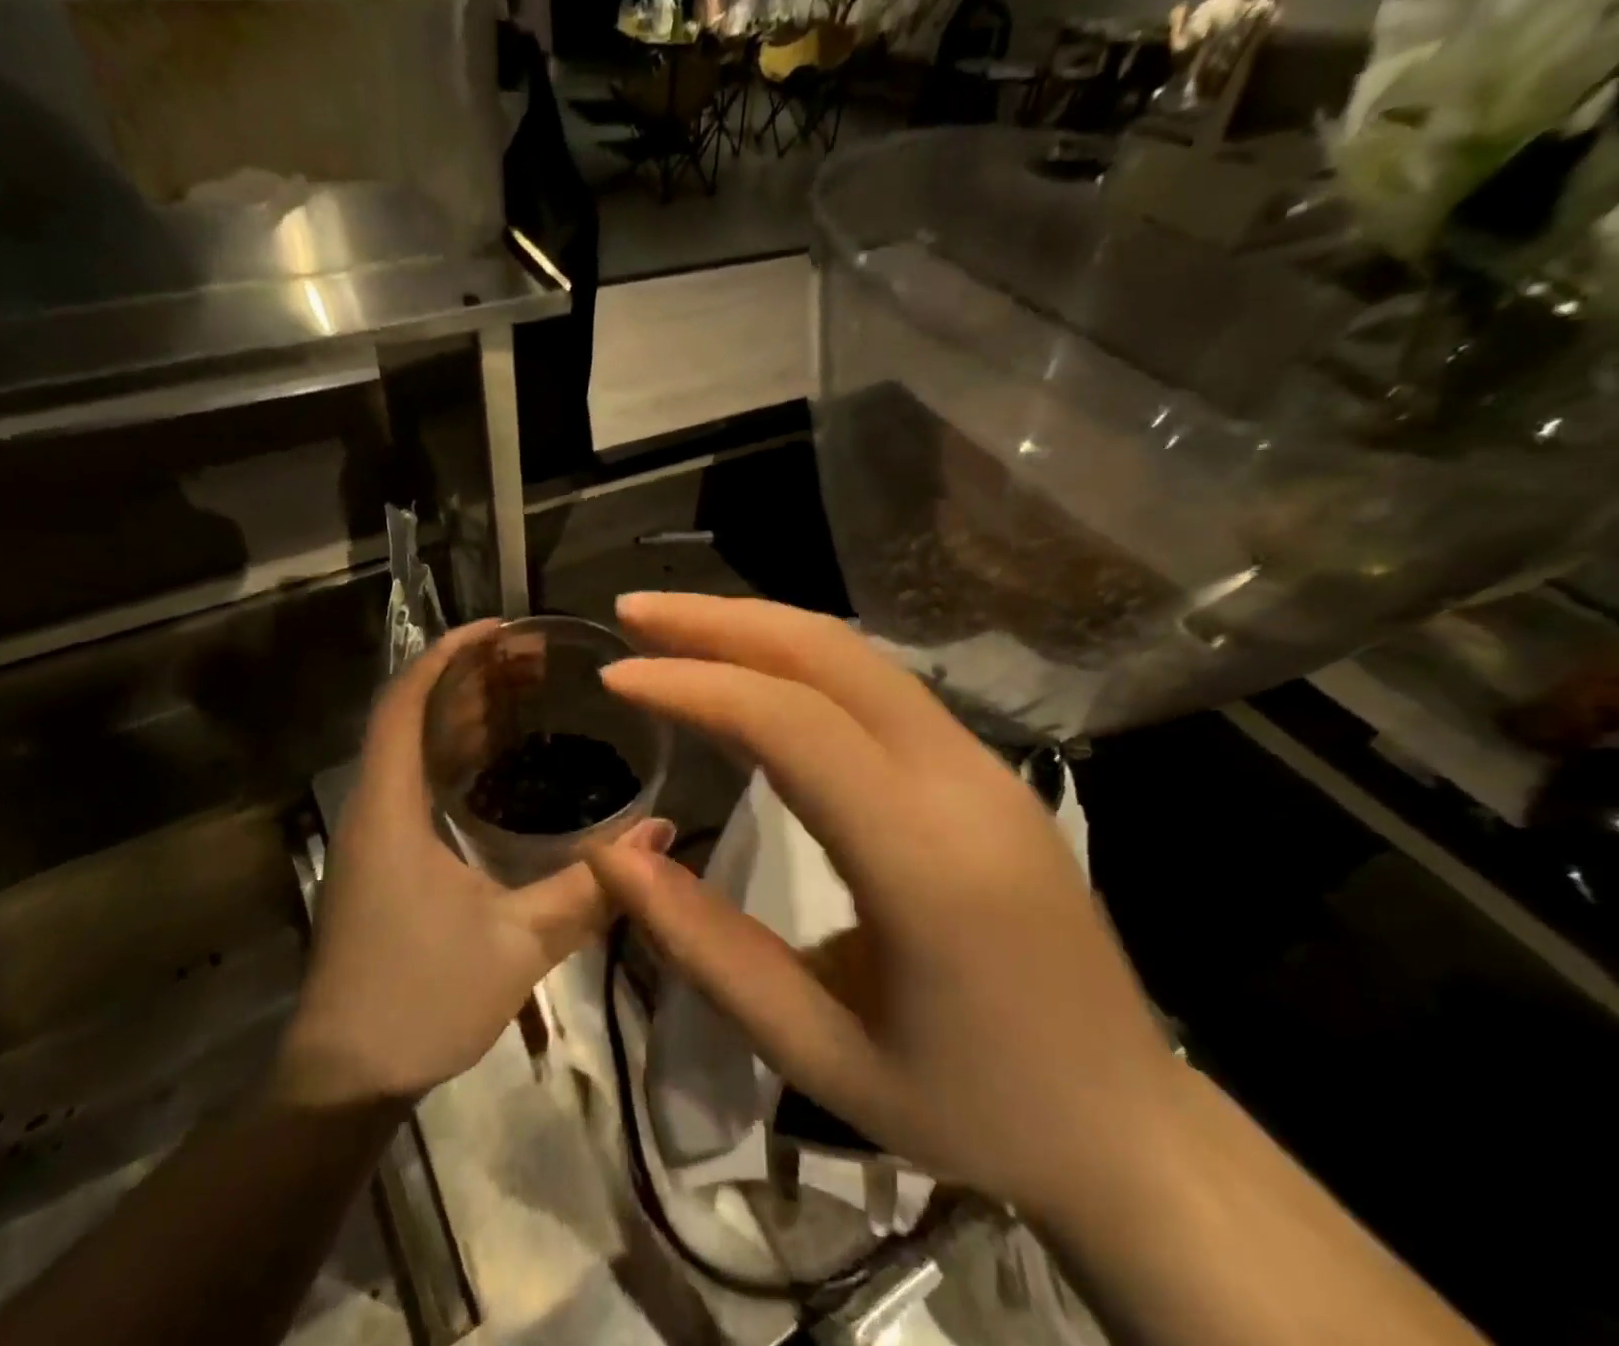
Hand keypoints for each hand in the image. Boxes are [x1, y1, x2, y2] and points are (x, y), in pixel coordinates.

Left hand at [277, 623, 649, 1103]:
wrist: (344, 1083)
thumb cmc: (420, 1001)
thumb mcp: (518, 941)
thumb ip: (591, 886)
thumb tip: (661, 833)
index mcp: (390, 807)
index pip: (405, 700)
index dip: (449, 654)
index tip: (504, 630)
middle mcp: (375, 807)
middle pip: (413, 713)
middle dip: (470, 676)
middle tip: (536, 658)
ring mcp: (377, 834)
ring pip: (415, 747)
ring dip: (465, 712)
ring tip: (528, 690)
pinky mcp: (386, 858)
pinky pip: (420, 781)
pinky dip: (459, 754)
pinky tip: (504, 759)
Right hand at [583, 593, 1181, 1218]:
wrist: (1126, 1125)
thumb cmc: (969, 1111)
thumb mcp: (817, 1054)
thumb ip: (705, 948)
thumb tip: (610, 854)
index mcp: (925, 862)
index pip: (792, 726)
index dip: (695, 686)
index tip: (616, 676)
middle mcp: (962, 782)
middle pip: (830, 654)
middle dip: (721, 620)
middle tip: (634, 611)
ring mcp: (983, 765)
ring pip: (859, 656)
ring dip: (760, 627)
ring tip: (676, 628)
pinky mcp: (985, 768)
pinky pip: (881, 686)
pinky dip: (801, 659)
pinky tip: (752, 670)